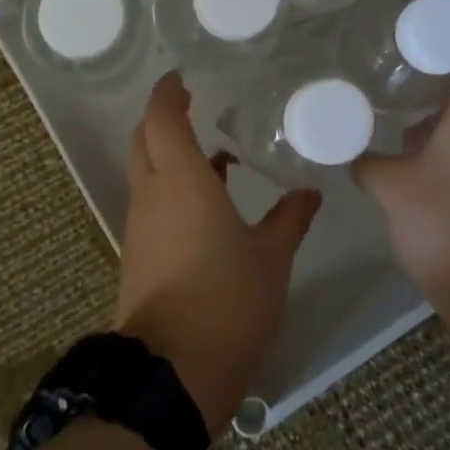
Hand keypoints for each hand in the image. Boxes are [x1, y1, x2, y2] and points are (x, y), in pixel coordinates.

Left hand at [115, 72, 321, 436]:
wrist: (174, 373)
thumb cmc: (227, 301)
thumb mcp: (271, 257)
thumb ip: (290, 218)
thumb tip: (310, 192)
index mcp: (181, 181)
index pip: (161, 118)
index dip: (168, 92)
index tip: (183, 76)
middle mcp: (152, 194)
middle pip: (144, 138)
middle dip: (163, 117)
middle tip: (196, 105)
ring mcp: (140, 225)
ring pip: (146, 170)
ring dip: (171, 154)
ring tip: (216, 154)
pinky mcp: (138, 253)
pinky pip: (152, 201)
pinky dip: (173, 186)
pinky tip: (210, 202)